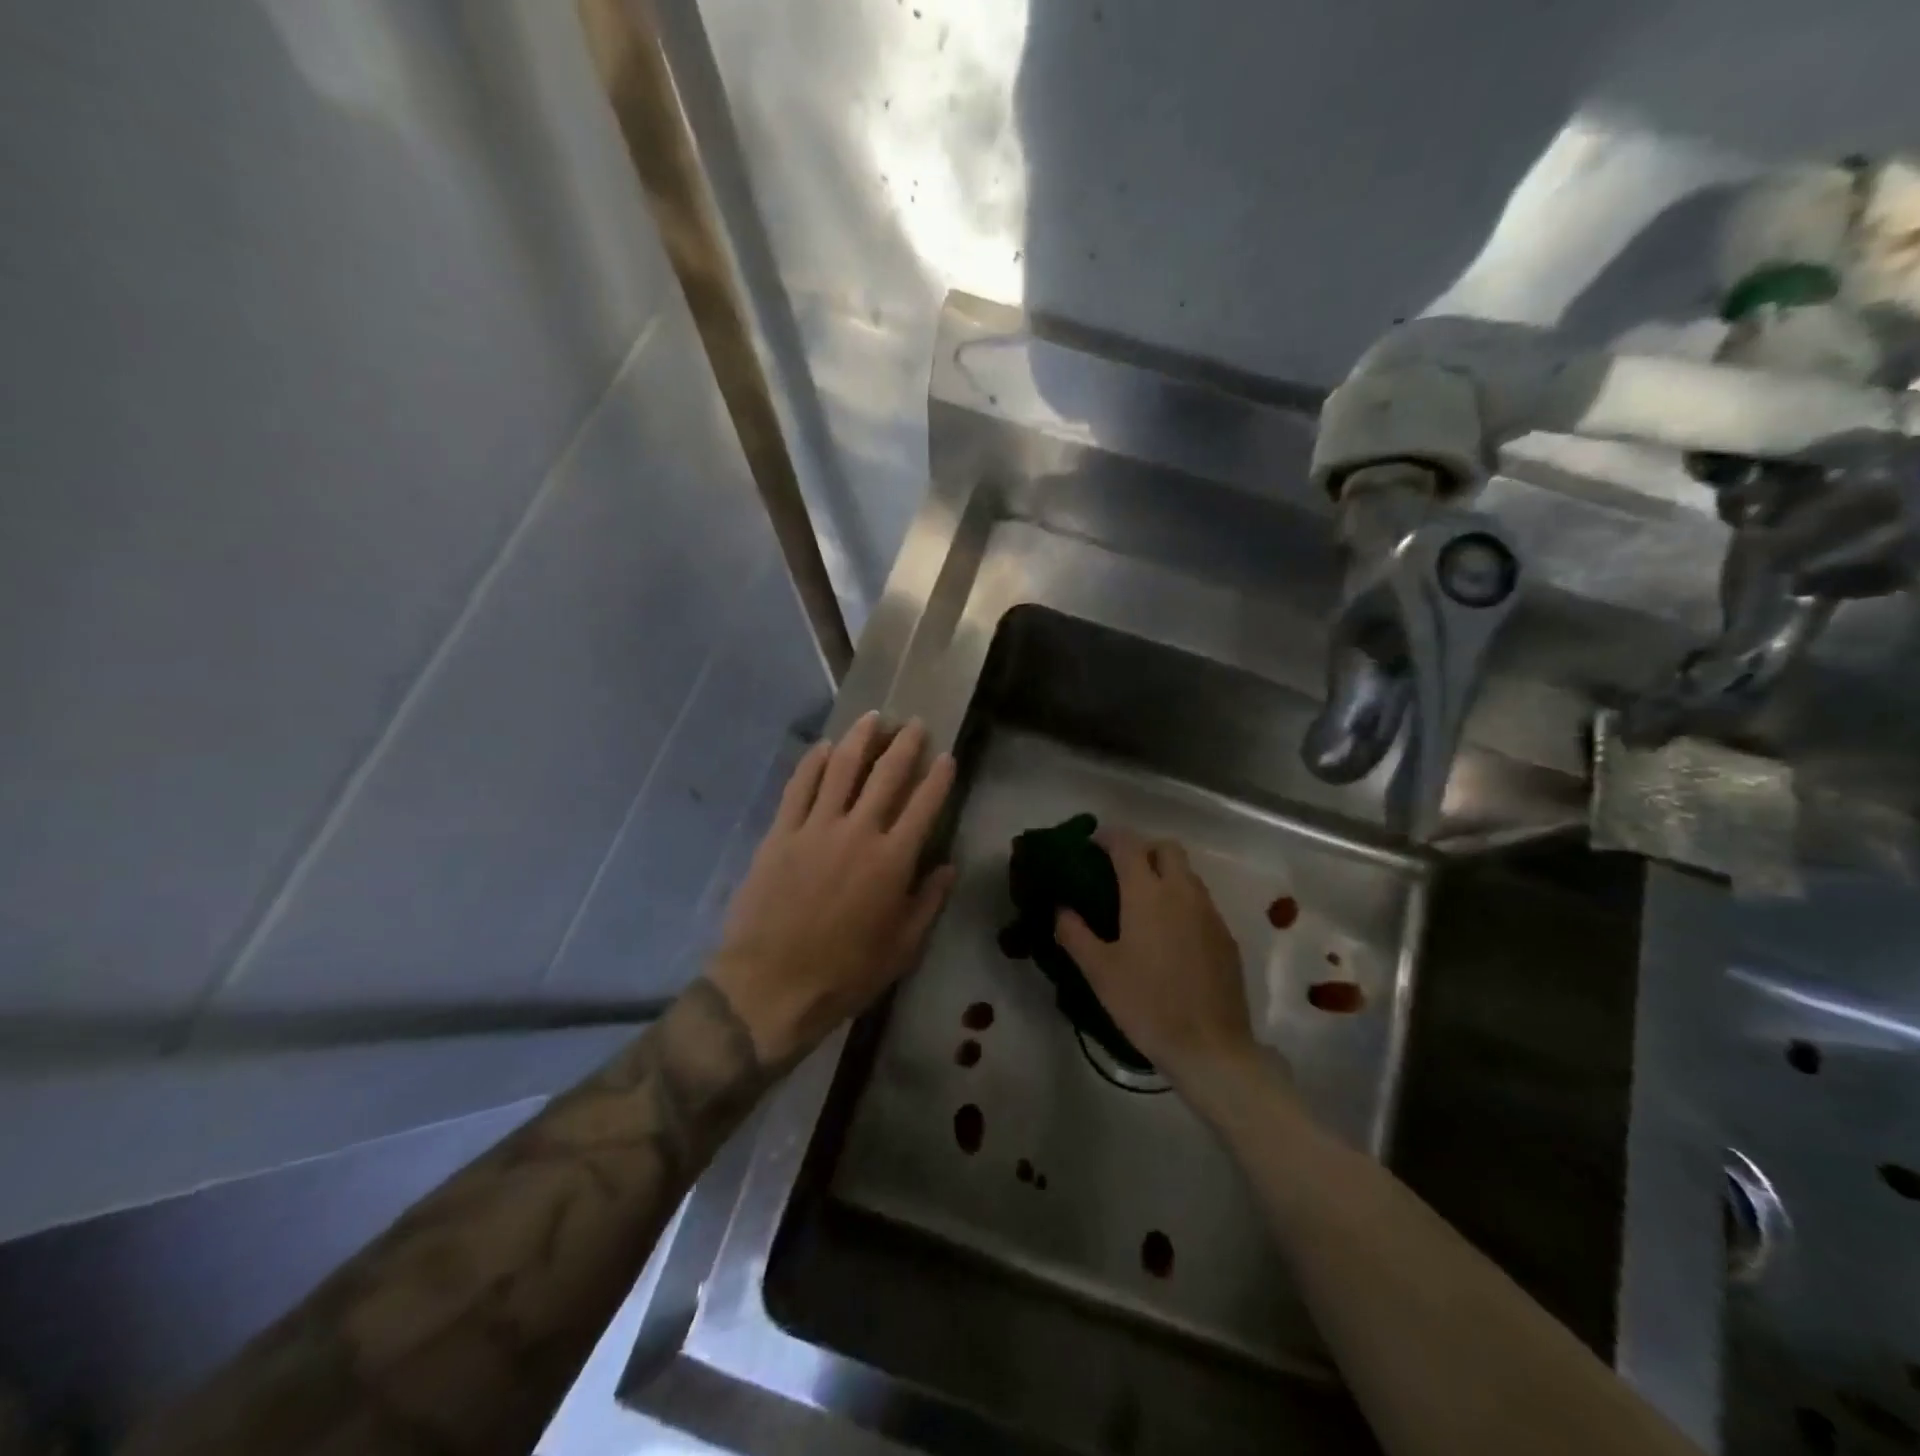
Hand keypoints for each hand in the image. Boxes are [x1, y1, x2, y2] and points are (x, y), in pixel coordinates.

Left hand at [708, 712, 956, 1062]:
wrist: (770, 986)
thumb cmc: (845, 974)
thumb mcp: (902, 948)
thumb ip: (928, 902)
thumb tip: (947, 866)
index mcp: (893, 860)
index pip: (925, 804)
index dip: (939, 776)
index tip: (946, 755)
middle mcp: (858, 832)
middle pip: (886, 774)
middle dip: (904, 744)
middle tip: (913, 723)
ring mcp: (815, 828)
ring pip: (841, 768)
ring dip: (860, 739)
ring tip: (873, 719)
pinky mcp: (781, 833)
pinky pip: (799, 787)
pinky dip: (814, 762)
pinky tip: (824, 747)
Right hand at [1055, 827, 1264, 1105]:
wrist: (1211, 1047)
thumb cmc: (1147, 1004)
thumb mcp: (1099, 972)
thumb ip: (1074, 933)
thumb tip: (1061, 908)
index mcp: (1147, 893)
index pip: (1128, 843)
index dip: (1107, 837)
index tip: (1091, 847)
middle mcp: (1182, 892)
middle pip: (1166, 848)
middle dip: (1142, 850)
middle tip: (1120, 874)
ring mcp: (1209, 913)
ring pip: (1187, 875)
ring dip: (1164, 876)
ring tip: (1142, 906)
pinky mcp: (1226, 937)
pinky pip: (1201, 903)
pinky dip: (1182, 903)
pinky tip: (1168, 937)